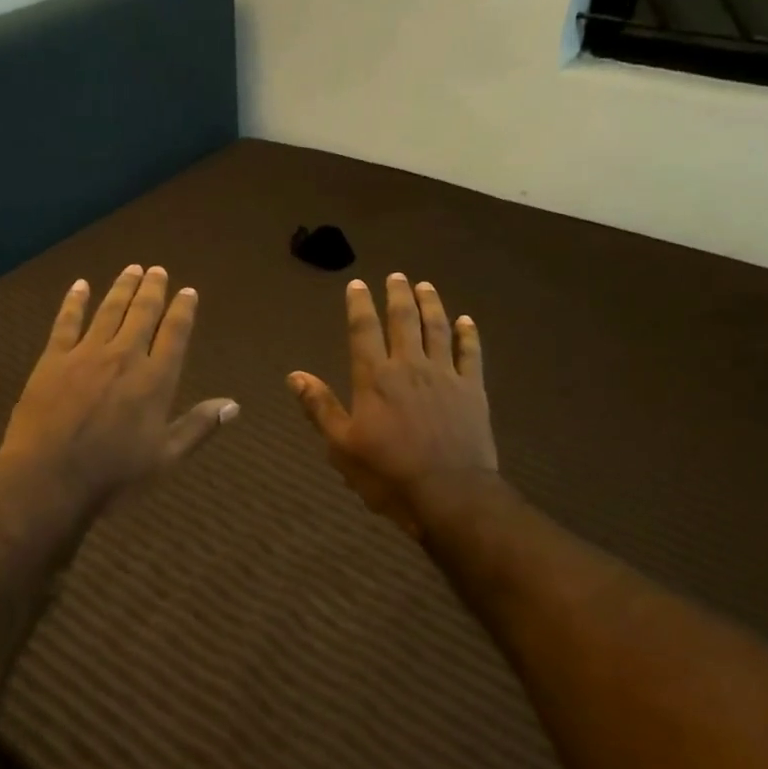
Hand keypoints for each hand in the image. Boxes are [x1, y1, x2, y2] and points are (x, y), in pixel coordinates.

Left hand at [0, 265, 238, 513]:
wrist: (49, 478)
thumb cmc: (113, 475)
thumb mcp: (165, 458)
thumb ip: (199, 426)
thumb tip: (234, 404)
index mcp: (155, 380)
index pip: (175, 334)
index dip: (182, 310)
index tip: (188, 291)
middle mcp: (124, 357)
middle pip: (142, 314)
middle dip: (152, 290)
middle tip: (158, 270)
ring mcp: (86, 355)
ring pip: (109, 311)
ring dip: (122, 288)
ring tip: (132, 269)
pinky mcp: (53, 360)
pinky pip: (65, 322)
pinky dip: (74, 302)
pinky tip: (80, 285)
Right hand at [289, 274, 496, 537]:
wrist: (449, 493)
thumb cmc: (387, 473)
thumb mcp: (341, 445)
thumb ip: (320, 407)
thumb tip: (295, 375)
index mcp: (375, 378)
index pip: (363, 331)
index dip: (359, 305)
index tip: (358, 284)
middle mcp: (409, 367)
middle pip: (403, 321)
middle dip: (398, 295)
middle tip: (397, 275)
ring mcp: (445, 376)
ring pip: (437, 329)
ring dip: (431, 305)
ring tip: (426, 286)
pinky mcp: (472, 391)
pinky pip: (471, 354)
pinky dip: (469, 335)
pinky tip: (467, 321)